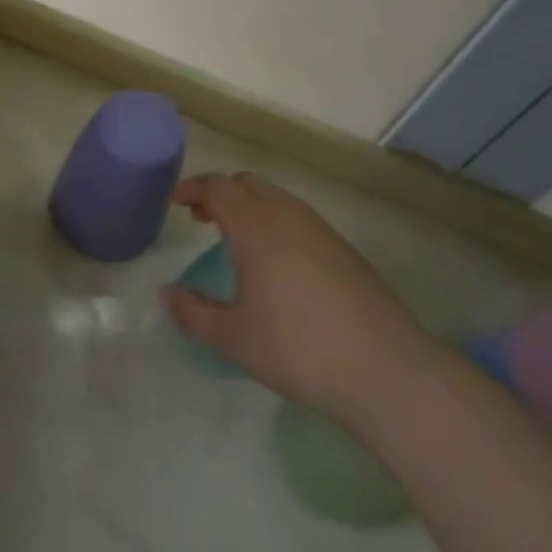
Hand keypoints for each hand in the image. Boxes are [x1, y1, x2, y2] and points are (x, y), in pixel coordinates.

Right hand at [162, 172, 438, 416]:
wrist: (385, 368)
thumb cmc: (297, 349)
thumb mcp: (232, 339)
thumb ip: (192, 313)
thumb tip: (167, 294)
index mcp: (255, 226)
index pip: (217, 186)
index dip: (192, 188)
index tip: (174, 203)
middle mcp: (288, 215)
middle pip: (247, 183)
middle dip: (219, 194)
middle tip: (201, 219)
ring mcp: (320, 229)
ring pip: (276, 198)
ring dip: (249, 207)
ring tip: (235, 241)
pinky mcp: (343, 248)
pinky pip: (298, 218)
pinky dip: (274, 222)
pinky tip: (275, 263)